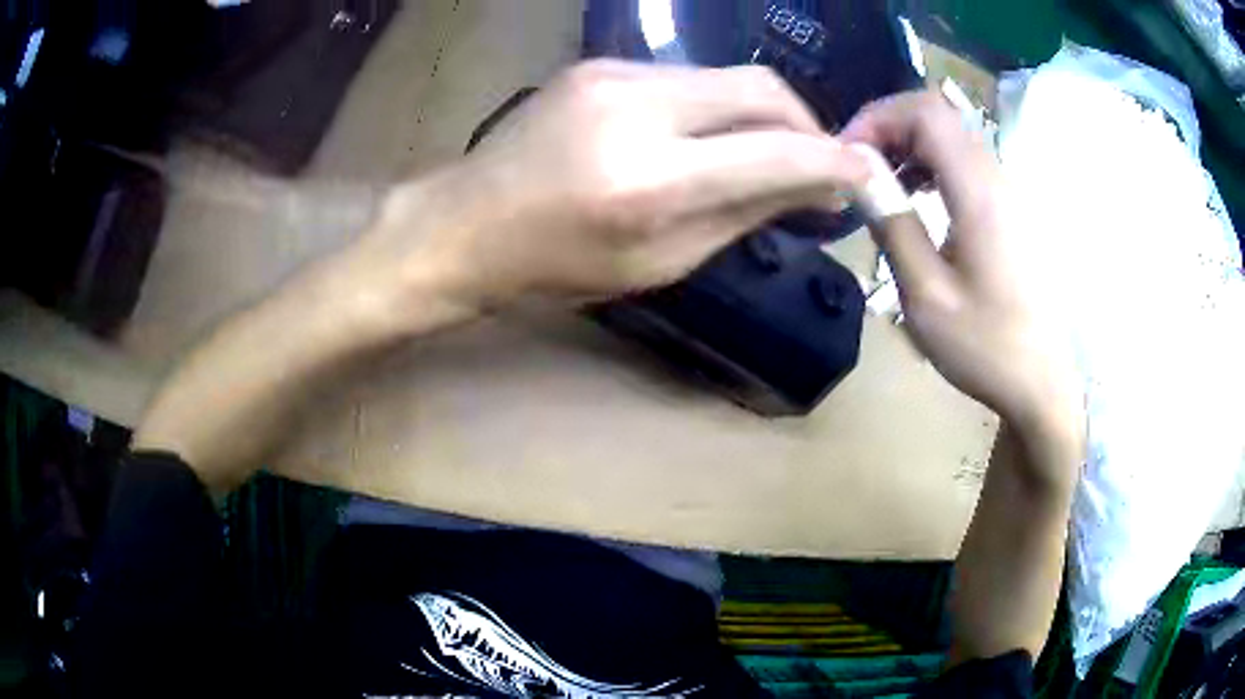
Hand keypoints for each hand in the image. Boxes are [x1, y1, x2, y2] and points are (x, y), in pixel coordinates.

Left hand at [357, 59, 869, 325]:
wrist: (466, 223)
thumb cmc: (556, 265)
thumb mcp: (659, 263)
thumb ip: (743, 217)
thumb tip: (812, 188)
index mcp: (648, 181)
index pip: (774, 153)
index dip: (832, 162)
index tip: (864, 174)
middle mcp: (634, 109)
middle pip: (761, 88)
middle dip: (805, 123)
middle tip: (816, 161)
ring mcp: (612, 74)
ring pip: (726, 77)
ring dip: (761, 114)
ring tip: (764, 152)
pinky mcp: (599, 63)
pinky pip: (685, 77)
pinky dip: (715, 105)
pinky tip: (709, 135)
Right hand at [841, 90, 1083, 468]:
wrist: (1042, 383)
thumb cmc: (986, 346)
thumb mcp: (926, 294)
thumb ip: (892, 224)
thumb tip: (857, 173)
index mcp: (979, 192)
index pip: (925, 112)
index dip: (878, 116)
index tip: (846, 152)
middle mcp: (997, 178)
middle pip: (938, 117)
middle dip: (889, 128)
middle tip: (855, 166)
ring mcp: (1009, 192)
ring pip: (952, 138)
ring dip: (909, 147)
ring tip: (879, 183)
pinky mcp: (1012, 210)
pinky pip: (966, 165)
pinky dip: (932, 166)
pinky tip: (917, 199)